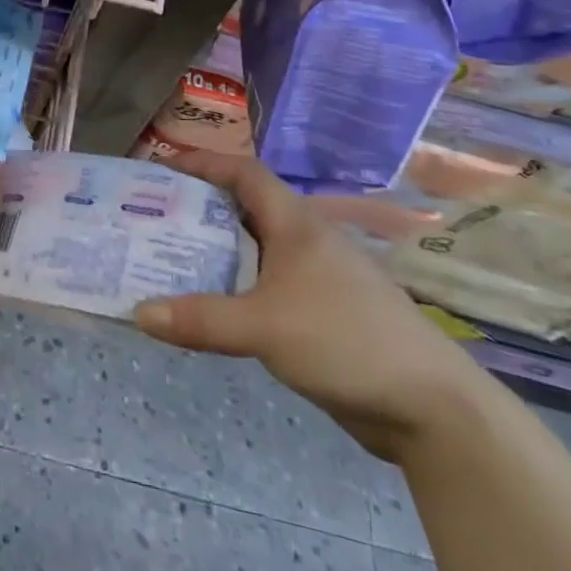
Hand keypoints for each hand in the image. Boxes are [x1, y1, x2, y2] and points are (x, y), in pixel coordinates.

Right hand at [133, 151, 490, 462]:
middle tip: (155, 217)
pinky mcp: (324, 314)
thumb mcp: (264, 326)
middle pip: (246, 209)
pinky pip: (268, 286)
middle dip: (201, 208)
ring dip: (218, 251)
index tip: (163, 166)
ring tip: (172, 260)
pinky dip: (238, 287)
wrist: (432, 407)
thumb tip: (138, 313)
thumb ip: (201, 319)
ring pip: (257, 250)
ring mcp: (318, 279)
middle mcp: (306, 241)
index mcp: (296, 224)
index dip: (205, 163)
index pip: (244, 173)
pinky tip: (217, 307)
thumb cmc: (345, 340)